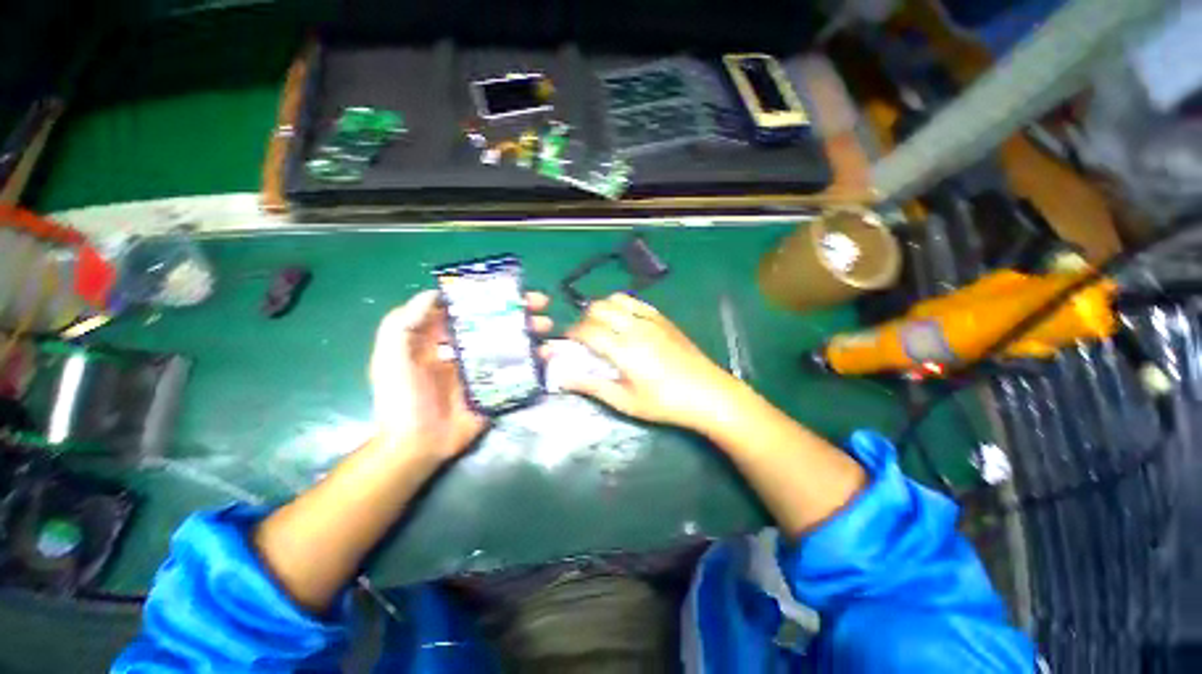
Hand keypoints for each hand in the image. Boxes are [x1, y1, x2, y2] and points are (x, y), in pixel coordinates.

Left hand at [369, 289, 551, 460]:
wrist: (418, 445)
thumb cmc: (402, 399)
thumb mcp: (390, 358)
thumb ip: (402, 324)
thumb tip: (432, 293)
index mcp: (440, 339)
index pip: (467, 310)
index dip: (486, 296)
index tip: (507, 287)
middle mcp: (465, 350)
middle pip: (494, 324)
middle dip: (517, 312)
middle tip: (539, 304)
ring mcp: (484, 369)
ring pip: (511, 344)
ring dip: (530, 332)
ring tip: (548, 326)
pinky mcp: (497, 387)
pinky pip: (519, 370)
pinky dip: (536, 361)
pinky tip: (549, 353)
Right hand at [557, 293, 739, 429]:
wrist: (708, 394)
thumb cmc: (664, 403)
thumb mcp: (625, 400)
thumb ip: (591, 385)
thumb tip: (562, 378)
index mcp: (624, 349)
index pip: (587, 331)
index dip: (571, 334)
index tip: (566, 344)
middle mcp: (635, 327)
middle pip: (598, 308)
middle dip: (583, 319)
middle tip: (584, 338)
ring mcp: (651, 319)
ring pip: (616, 299)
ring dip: (602, 309)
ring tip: (602, 327)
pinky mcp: (663, 319)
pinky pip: (635, 301)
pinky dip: (621, 306)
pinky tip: (623, 322)